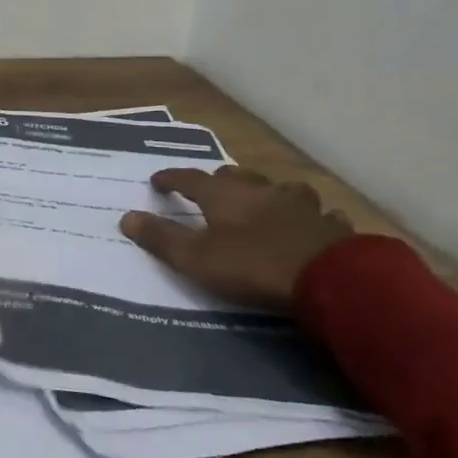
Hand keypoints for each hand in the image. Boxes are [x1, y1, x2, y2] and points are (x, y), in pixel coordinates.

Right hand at [118, 166, 352, 310]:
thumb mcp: (197, 258)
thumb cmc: (253, 266)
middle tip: (213, 189)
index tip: (157, 180)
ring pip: (282, 189)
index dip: (172, 178)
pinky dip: (308, 218)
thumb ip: (161, 238)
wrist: (331, 280)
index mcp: (225, 195)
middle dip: (222, 180)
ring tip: (266, 202)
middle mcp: (262, 191)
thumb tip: (126, 217)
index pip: (191, 178)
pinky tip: (311, 227)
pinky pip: (318, 215)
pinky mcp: (331, 226)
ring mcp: (301, 205)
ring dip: (270, 193)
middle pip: (237, 177)